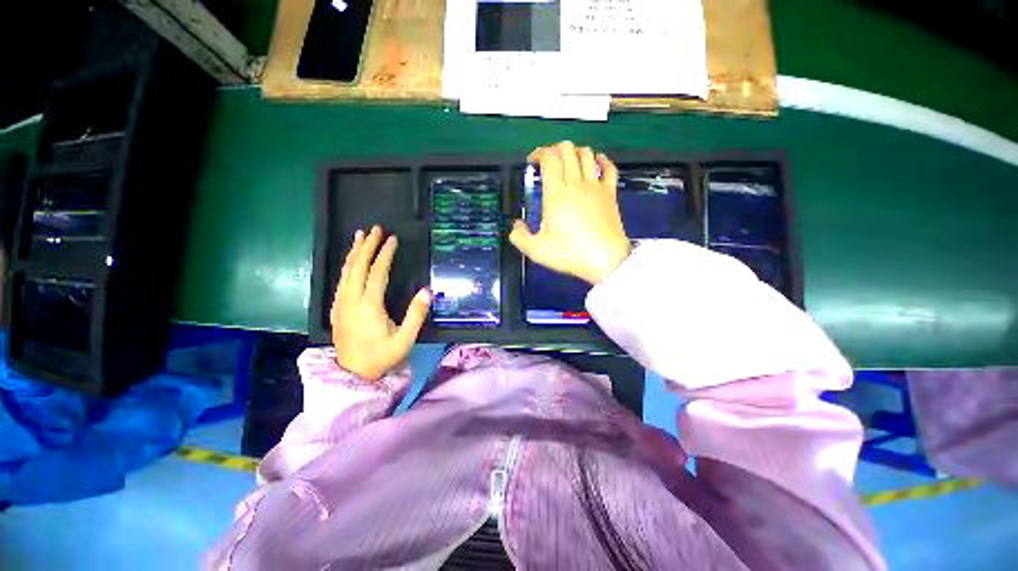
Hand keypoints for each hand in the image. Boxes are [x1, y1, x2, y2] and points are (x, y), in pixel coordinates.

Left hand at [331, 226, 430, 380]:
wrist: (352, 375)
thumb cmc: (382, 357)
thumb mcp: (405, 339)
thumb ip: (416, 314)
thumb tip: (427, 291)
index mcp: (369, 306)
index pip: (377, 272)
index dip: (385, 254)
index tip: (393, 239)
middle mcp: (351, 300)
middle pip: (357, 266)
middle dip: (367, 245)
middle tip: (375, 229)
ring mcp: (341, 304)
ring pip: (346, 271)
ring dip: (354, 252)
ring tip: (360, 236)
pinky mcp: (336, 309)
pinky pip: (340, 281)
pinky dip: (346, 266)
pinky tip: (350, 261)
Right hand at [510, 141, 630, 284]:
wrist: (604, 260)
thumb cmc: (569, 253)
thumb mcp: (536, 250)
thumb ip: (519, 237)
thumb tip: (517, 225)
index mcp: (556, 193)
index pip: (549, 157)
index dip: (538, 153)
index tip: (532, 164)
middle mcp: (576, 183)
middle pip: (567, 149)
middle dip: (554, 150)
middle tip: (547, 165)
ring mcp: (596, 186)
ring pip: (587, 154)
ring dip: (574, 153)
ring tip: (567, 164)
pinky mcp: (610, 193)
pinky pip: (609, 167)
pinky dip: (601, 160)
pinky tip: (595, 163)